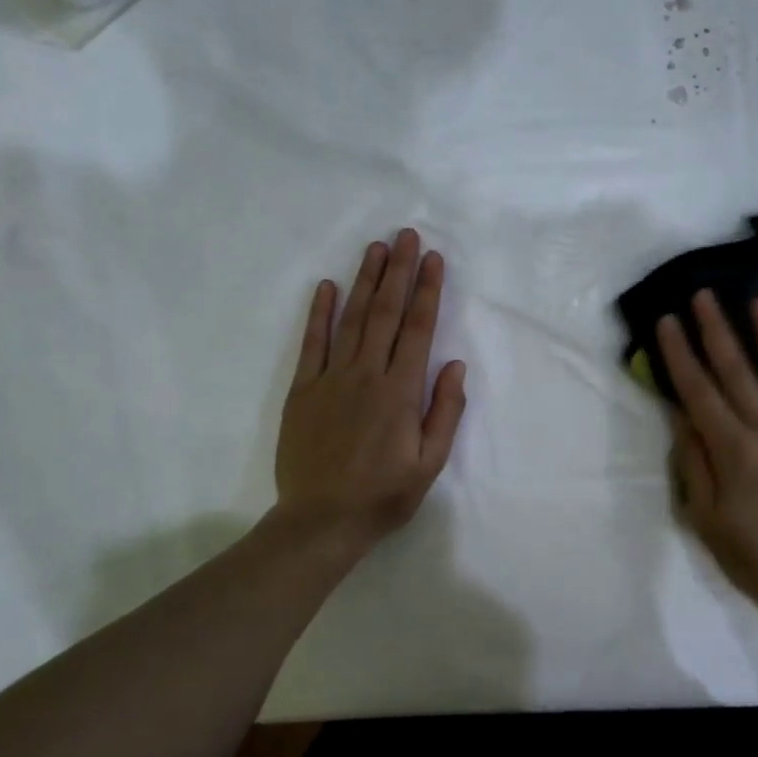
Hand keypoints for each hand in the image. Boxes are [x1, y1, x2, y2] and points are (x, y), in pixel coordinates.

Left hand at [273, 229, 466, 556]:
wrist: (320, 521)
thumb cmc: (383, 495)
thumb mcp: (429, 463)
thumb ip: (445, 411)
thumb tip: (455, 364)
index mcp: (401, 391)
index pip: (418, 329)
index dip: (428, 291)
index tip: (433, 259)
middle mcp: (367, 374)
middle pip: (386, 313)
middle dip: (399, 271)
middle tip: (406, 235)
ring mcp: (331, 379)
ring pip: (352, 319)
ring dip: (365, 281)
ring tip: (376, 249)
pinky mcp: (303, 390)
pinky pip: (312, 344)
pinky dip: (319, 314)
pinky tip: (326, 287)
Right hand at [656, 292, 757, 621]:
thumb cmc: (747, 552)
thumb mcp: (703, 513)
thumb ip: (693, 459)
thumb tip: (682, 413)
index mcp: (733, 449)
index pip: (699, 390)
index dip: (680, 354)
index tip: (668, 320)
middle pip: (738, 371)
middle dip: (718, 330)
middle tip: (705, 296)